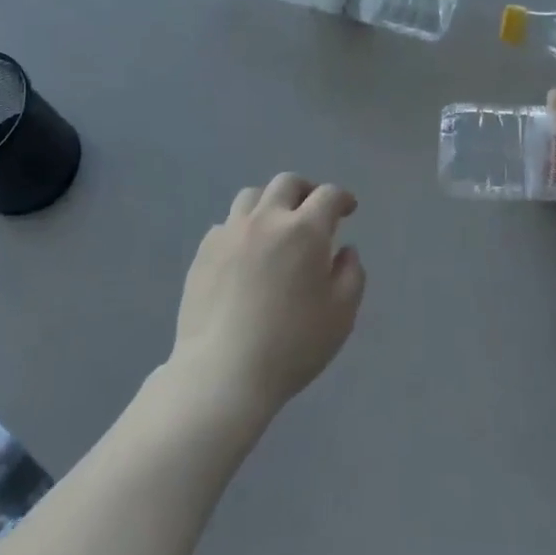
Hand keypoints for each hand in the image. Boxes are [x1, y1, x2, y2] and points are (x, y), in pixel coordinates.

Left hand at [171, 173, 366, 421]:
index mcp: (304, 230)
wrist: (223, 371)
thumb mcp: (341, 314)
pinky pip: (226, 224)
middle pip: (286, 184)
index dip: (342, 198)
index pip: (328, 196)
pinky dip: (243, 228)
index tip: (348, 209)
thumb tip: (344, 251)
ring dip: (271, 202)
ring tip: (276, 224)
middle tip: (313, 209)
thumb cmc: (292, 344)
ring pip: (251, 196)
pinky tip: (246, 252)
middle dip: (306, 190)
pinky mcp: (204, 251)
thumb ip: (351, 274)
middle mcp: (266, 220)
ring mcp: (230, 233)